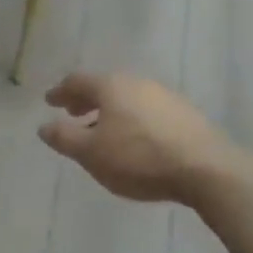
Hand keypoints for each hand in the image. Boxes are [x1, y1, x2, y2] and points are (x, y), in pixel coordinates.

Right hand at [38, 72, 252, 207]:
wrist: (208, 170)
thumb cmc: (139, 158)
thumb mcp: (91, 153)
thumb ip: (64, 138)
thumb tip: (43, 126)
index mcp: (111, 86)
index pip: (78, 81)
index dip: (60, 92)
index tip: (50, 102)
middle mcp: (137, 83)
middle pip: (104, 87)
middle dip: (86, 100)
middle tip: (73, 113)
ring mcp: (166, 97)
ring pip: (128, 99)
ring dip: (111, 111)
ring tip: (104, 131)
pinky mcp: (187, 115)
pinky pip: (148, 111)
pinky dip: (133, 120)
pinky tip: (136, 140)